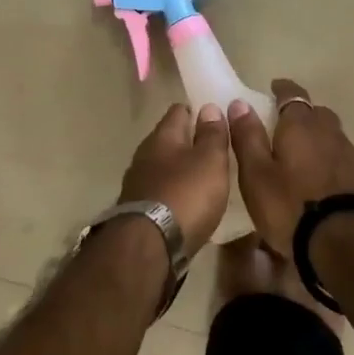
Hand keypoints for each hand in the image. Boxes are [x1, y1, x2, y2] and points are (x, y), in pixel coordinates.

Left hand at [117, 103, 230, 257]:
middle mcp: (145, 154)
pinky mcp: (137, 209)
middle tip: (215, 149)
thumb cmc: (186, 195)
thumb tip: (209, 107)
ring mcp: (137, 183)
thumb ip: (212, 134)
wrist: (149, 247)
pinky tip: (188, 202)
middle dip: (189, 141)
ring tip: (205, 177)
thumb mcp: (210, 161)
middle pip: (169, 139)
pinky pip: (160, 190)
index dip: (197, 111)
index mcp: (162, 136)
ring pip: (163, 166)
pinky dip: (174, 191)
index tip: (216, 117)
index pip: (179, 110)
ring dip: (181, 169)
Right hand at [228, 79, 353, 259]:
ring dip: (316, 138)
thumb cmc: (291, 206)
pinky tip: (319, 179)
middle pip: (315, 113)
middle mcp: (329, 131)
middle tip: (283, 126)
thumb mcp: (257, 174)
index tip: (273, 88)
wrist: (348, 241)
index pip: (292, 94)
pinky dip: (328, 160)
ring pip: (330, 135)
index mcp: (300, 125)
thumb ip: (248, 137)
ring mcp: (350, 154)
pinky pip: (340, 157)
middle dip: (300, 114)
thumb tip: (239, 104)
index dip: (282, 90)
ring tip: (299, 155)